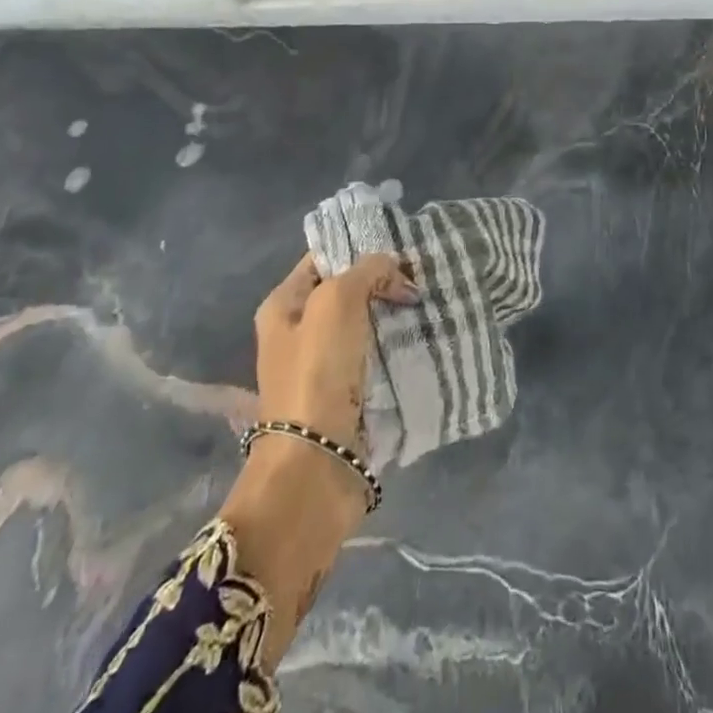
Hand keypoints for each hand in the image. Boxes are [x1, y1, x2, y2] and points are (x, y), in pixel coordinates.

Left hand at [253, 251, 419, 449]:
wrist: (315, 463)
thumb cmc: (317, 372)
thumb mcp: (337, 301)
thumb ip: (366, 271)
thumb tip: (393, 269)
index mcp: (283, 306)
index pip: (323, 259)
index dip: (359, 249)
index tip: (401, 248)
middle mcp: (296, 334)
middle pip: (346, 293)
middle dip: (382, 283)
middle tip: (421, 277)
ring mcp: (320, 368)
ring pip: (364, 326)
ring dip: (392, 317)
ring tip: (429, 305)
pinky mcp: (344, 397)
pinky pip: (374, 359)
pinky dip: (395, 349)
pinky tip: (422, 339)